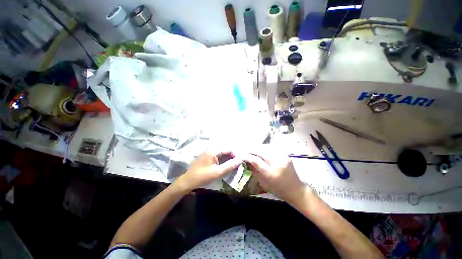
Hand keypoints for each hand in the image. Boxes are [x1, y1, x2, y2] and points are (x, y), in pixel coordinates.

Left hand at [176, 149, 242, 190]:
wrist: (188, 181)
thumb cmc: (203, 176)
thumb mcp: (218, 172)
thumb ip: (230, 165)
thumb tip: (240, 159)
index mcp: (213, 151)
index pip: (228, 149)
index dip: (235, 155)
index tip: (239, 162)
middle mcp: (211, 149)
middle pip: (225, 150)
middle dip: (231, 157)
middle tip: (236, 164)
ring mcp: (208, 153)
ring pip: (222, 153)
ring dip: (227, 159)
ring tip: (232, 166)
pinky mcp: (207, 157)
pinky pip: (218, 156)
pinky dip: (223, 160)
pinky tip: (225, 165)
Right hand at [244, 147, 307, 204]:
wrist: (295, 189)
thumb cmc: (278, 189)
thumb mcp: (263, 182)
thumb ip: (254, 170)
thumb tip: (246, 160)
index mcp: (271, 173)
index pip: (256, 160)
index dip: (247, 156)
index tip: (242, 155)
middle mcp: (278, 163)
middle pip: (261, 151)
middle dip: (251, 149)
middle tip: (245, 150)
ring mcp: (283, 157)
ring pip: (266, 147)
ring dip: (257, 147)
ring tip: (252, 149)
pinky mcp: (285, 154)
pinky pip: (272, 147)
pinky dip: (264, 147)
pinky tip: (260, 149)